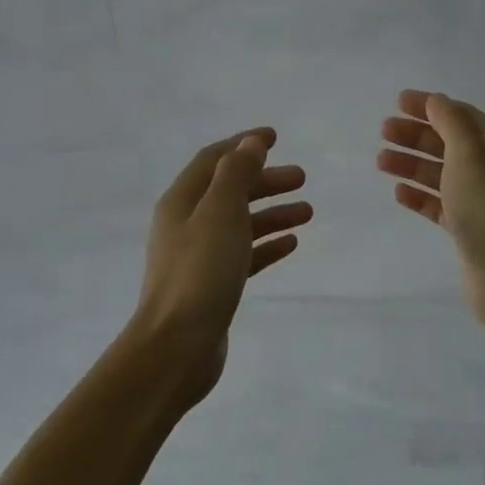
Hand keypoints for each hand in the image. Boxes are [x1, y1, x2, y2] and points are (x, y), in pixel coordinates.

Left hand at [130, 128, 310, 405]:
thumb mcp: (221, 213)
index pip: (213, 159)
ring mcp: (198, 257)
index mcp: (182, 201)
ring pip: (239, 223)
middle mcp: (186, 224)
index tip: (276, 138)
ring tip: (308, 212)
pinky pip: (243, 255)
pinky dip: (266, 245)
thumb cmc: (200, 272)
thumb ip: (236, 174)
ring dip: (271, 213)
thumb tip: (250, 143)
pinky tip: (291, 244)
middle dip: (265, 180)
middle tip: (302, 178)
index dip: (243, 145)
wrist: (176, 347)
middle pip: (229, 190)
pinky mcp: (211, 285)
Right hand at [378, 89, 484, 335]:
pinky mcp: (469, 229)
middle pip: (450, 144)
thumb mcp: (470, 155)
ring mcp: (483, 202)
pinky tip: (398, 193)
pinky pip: (440, 204)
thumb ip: (450, 123)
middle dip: (417, 135)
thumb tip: (435, 101)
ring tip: (381, 161)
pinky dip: (420, 195)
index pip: (463, 117)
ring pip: (442, 174)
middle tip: (384, 131)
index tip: (398, 101)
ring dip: (412, 164)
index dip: (431, 106)